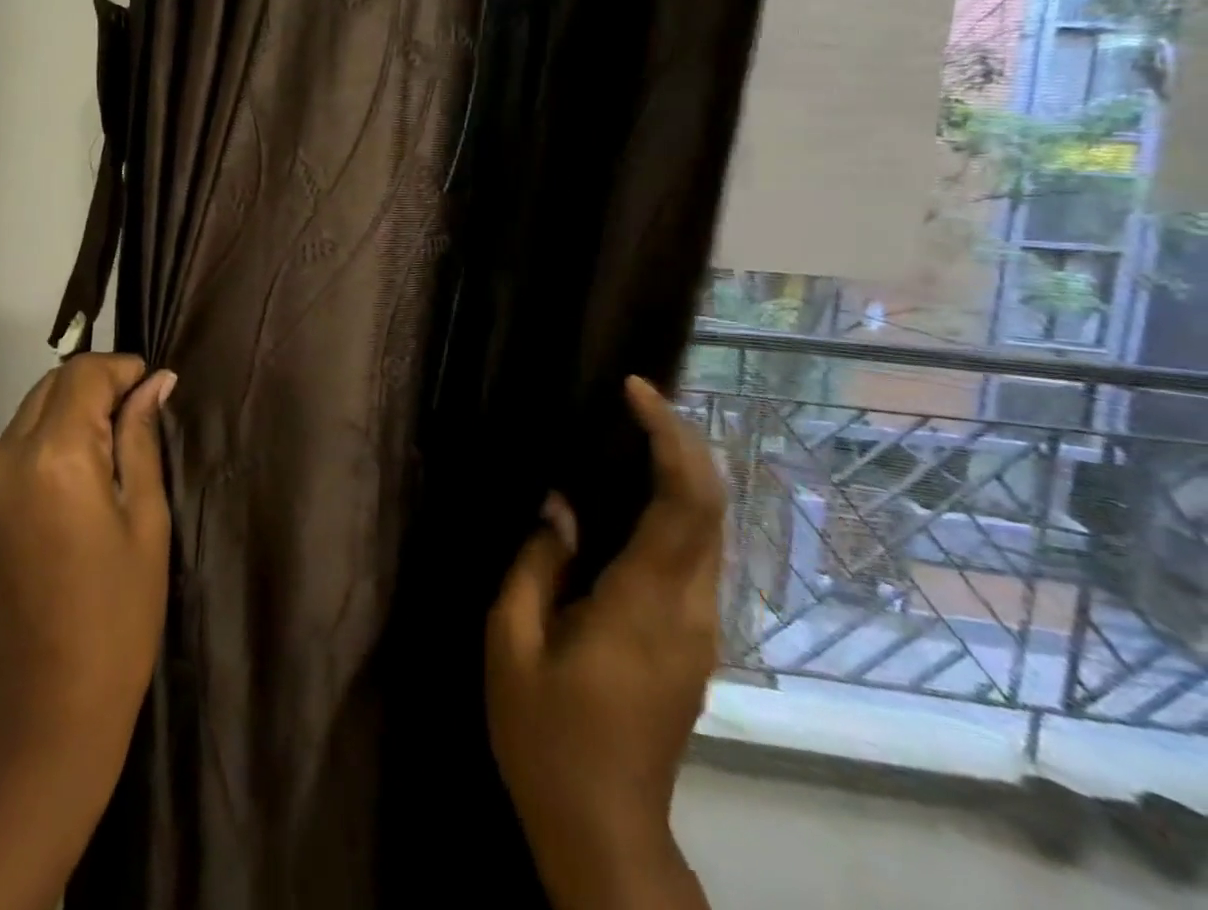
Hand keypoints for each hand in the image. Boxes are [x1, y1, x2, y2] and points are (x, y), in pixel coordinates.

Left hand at [0, 355, 174, 909]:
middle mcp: (3, 457)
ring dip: (70, 414)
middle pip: (51, 386)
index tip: (153, 388)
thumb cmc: (116, 619)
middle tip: (138, 419)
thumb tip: (156, 382)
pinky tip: (77, 481)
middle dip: (96, 387)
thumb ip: (143, 440)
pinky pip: (12, 448)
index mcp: (53, 457)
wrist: (40, 714)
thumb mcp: (146, 522)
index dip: (122, 369)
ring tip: (111, 453)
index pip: (83, 374)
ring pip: (29, 413)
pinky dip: (46, 442)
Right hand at [485, 377, 723, 909]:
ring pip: (709, 528)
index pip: (681, 503)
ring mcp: (700, 629)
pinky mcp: (693, 641)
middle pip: (710, 507)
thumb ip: (535, 564)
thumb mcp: (510, 642)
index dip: (668, 437)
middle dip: (683, 441)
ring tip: (633, 428)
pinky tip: (634, 491)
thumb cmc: (546, 735)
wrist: (604, 830)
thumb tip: (559, 507)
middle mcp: (689, 610)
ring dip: (682, 470)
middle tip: (636, 397)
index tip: (636, 391)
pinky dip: (675, 505)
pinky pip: (695, 553)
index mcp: (644, 605)